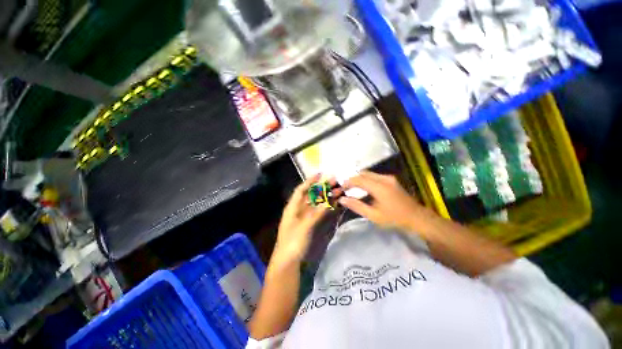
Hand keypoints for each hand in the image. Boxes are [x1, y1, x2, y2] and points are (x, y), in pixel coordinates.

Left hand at [273, 174, 330, 263]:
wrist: (289, 262)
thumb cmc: (292, 242)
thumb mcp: (304, 226)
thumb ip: (317, 213)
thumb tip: (328, 200)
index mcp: (292, 207)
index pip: (301, 190)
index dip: (310, 181)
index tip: (320, 174)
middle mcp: (299, 210)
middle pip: (311, 195)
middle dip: (322, 188)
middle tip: (334, 181)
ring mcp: (305, 218)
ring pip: (317, 203)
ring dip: (326, 197)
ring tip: (338, 190)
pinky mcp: (311, 225)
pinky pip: (320, 213)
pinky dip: (327, 208)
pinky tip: (335, 203)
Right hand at [339, 171, 424, 231]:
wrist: (417, 217)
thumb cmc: (394, 219)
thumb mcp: (373, 215)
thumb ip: (356, 206)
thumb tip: (342, 200)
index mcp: (379, 187)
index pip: (359, 179)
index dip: (348, 182)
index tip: (341, 188)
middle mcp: (384, 179)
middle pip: (363, 174)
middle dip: (352, 179)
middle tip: (345, 188)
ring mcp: (389, 178)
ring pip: (369, 173)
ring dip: (359, 179)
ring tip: (352, 188)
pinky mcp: (391, 179)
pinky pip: (374, 176)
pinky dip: (366, 180)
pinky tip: (364, 188)